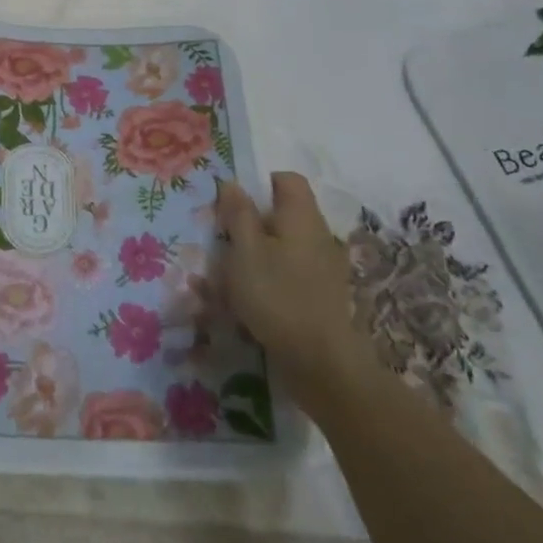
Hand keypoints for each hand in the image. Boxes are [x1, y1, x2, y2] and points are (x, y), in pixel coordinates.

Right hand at [217, 172, 379, 407]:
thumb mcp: (245, 250)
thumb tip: (232, 183)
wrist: (320, 362)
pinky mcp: (318, 295)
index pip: (286, 180)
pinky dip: (264, 281)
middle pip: (280, 215)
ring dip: (251, 256)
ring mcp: (321, 268)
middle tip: (220, 242)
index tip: (231, 204)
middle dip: (248, 225)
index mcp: (301, 217)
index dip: (258, 184)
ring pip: (280, 247)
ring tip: (223, 278)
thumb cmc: (276, 296)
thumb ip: (238, 214)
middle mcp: (317, 235)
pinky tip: (241, 303)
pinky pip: (285, 275)